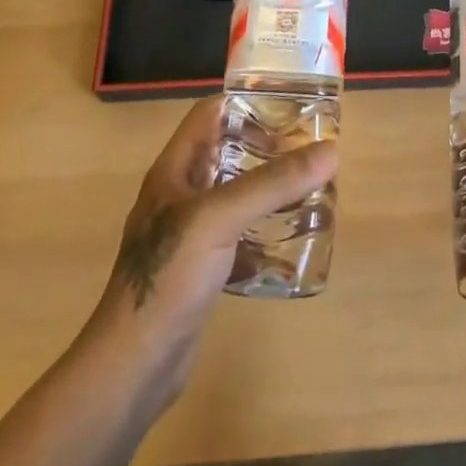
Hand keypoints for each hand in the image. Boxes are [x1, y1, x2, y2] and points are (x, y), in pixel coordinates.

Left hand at [84, 96, 337, 414]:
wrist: (135, 363)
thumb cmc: (169, 275)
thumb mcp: (220, 218)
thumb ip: (273, 183)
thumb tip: (330, 151)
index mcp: (175, 170)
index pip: (210, 115)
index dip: (246, 102)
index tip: (290, 105)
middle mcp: (180, 194)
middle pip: (227, 153)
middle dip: (268, 147)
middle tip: (311, 149)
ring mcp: (189, 234)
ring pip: (236, 195)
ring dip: (269, 189)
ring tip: (311, 187)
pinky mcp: (201, 268)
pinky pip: (239, 236)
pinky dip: (265, 232)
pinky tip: (293, 239)